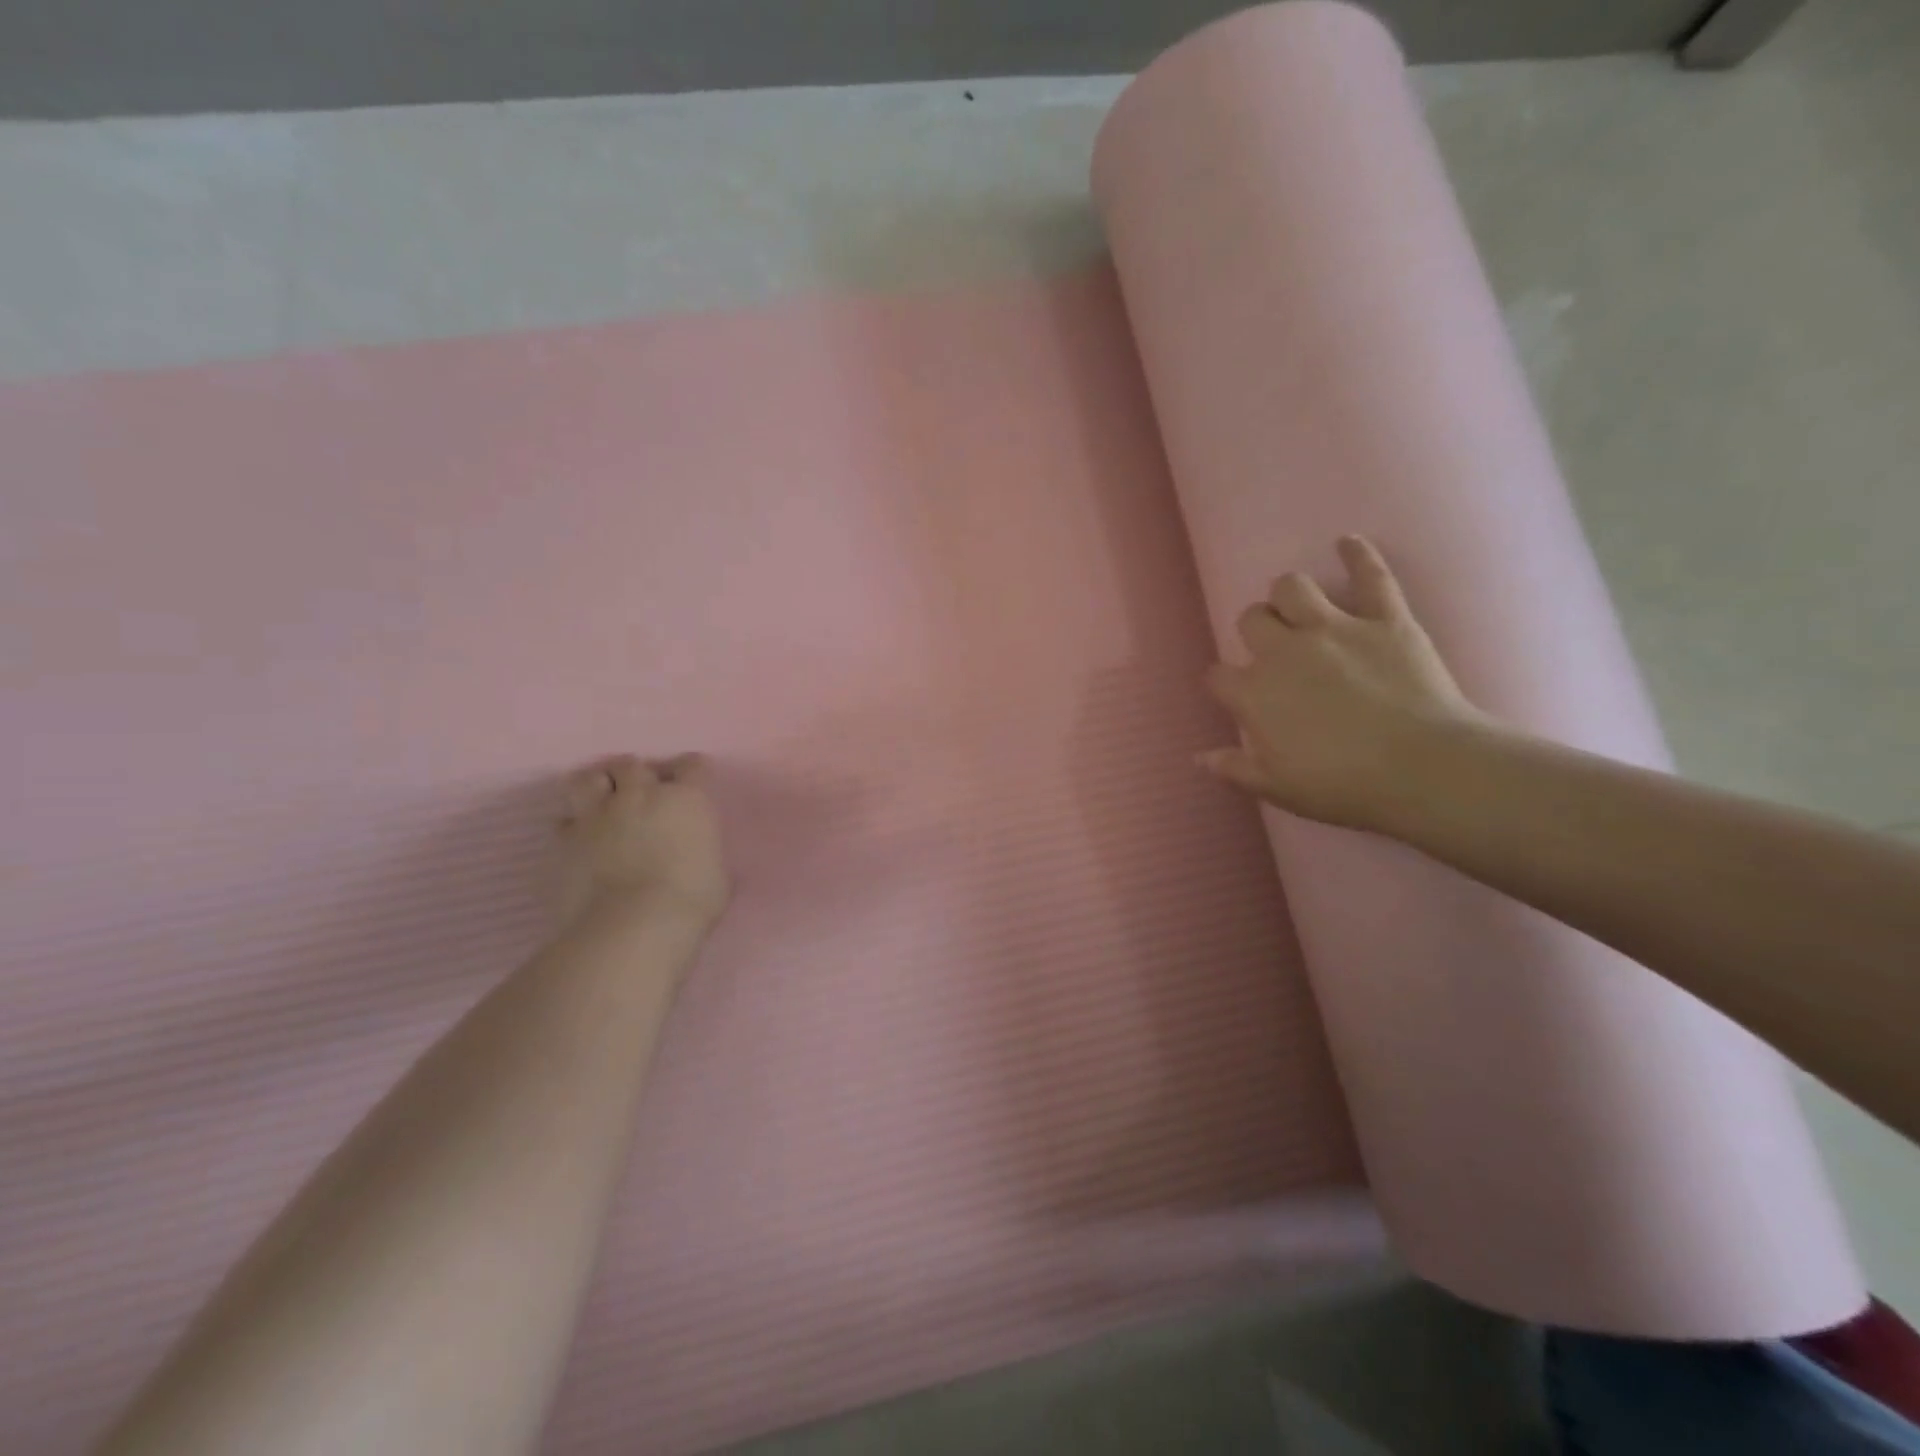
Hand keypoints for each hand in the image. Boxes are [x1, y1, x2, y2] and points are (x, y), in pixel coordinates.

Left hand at [555, 754, 730, 930]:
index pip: (692, 766)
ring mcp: (599, 815)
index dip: (692, 770)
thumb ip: (706, 856)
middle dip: (637, 774)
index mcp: (686, 799)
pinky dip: (571, 825)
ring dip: (597, 785)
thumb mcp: (718, 875)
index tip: (692, 780)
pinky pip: (563, 821)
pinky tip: (579, 837)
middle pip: (633, 765)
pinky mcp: (565, 840)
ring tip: (601, 800)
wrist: (633, 925)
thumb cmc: (691, 900)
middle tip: (640, 790)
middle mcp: (641, 796)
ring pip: (589, 779)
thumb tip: (702, 860)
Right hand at [1199, 536, 1493, 831]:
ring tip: (1297, 608)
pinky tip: (1347, 542)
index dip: (1223, 682)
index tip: (1235, 693)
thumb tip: (1198, 757)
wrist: (1424, 770)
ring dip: (1288, 595)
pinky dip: (1358, 555)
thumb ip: (1234, 769)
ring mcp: (1335, 630)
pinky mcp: (1385, 620)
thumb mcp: (1277, 788)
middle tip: (1272, 649)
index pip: (1218, 675)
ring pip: (1292, 587)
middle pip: (1250, 620)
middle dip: (1254, 630)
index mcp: (1255, 694)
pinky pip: (1371, 576)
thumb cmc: (1343, 786)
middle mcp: (1284, 652)